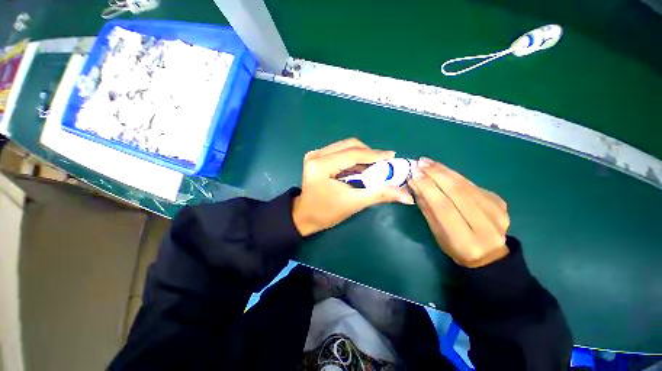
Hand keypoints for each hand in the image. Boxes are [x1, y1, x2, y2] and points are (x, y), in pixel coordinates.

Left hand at [292, 138, 414, 235]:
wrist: (304, 216)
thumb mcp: (354, 203)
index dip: (375, 154)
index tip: (393, 156)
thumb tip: (407, 196)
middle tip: (384, 164)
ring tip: (375, 166)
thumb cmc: (326, 212)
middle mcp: (317, 155)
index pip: (353, 154)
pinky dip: (353, 158)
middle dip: (369, 153)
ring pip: (345, 147)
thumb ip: (380, 195)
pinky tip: (361, 167)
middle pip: (350, 145)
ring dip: (362, 155)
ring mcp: (315, 154)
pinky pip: (340, 151)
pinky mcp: (317, 157)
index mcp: (321, 165)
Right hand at [408, 158, 509, 267]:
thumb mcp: (436, 231)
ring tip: (429, 162)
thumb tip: (414, 184)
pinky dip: (455, 175)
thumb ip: (426, 207)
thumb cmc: (455, 246)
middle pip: (457, 192)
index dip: (428, 188)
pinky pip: (473, 185)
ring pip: (466, 185)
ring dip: (445, 171)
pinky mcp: (500, 202)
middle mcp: (485, 225)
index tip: (414, 173)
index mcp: (464, 239)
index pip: (443, 206)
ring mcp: (497, 212)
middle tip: (420, 162)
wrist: (489, 254)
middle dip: (436, 174)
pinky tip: (443, 170)